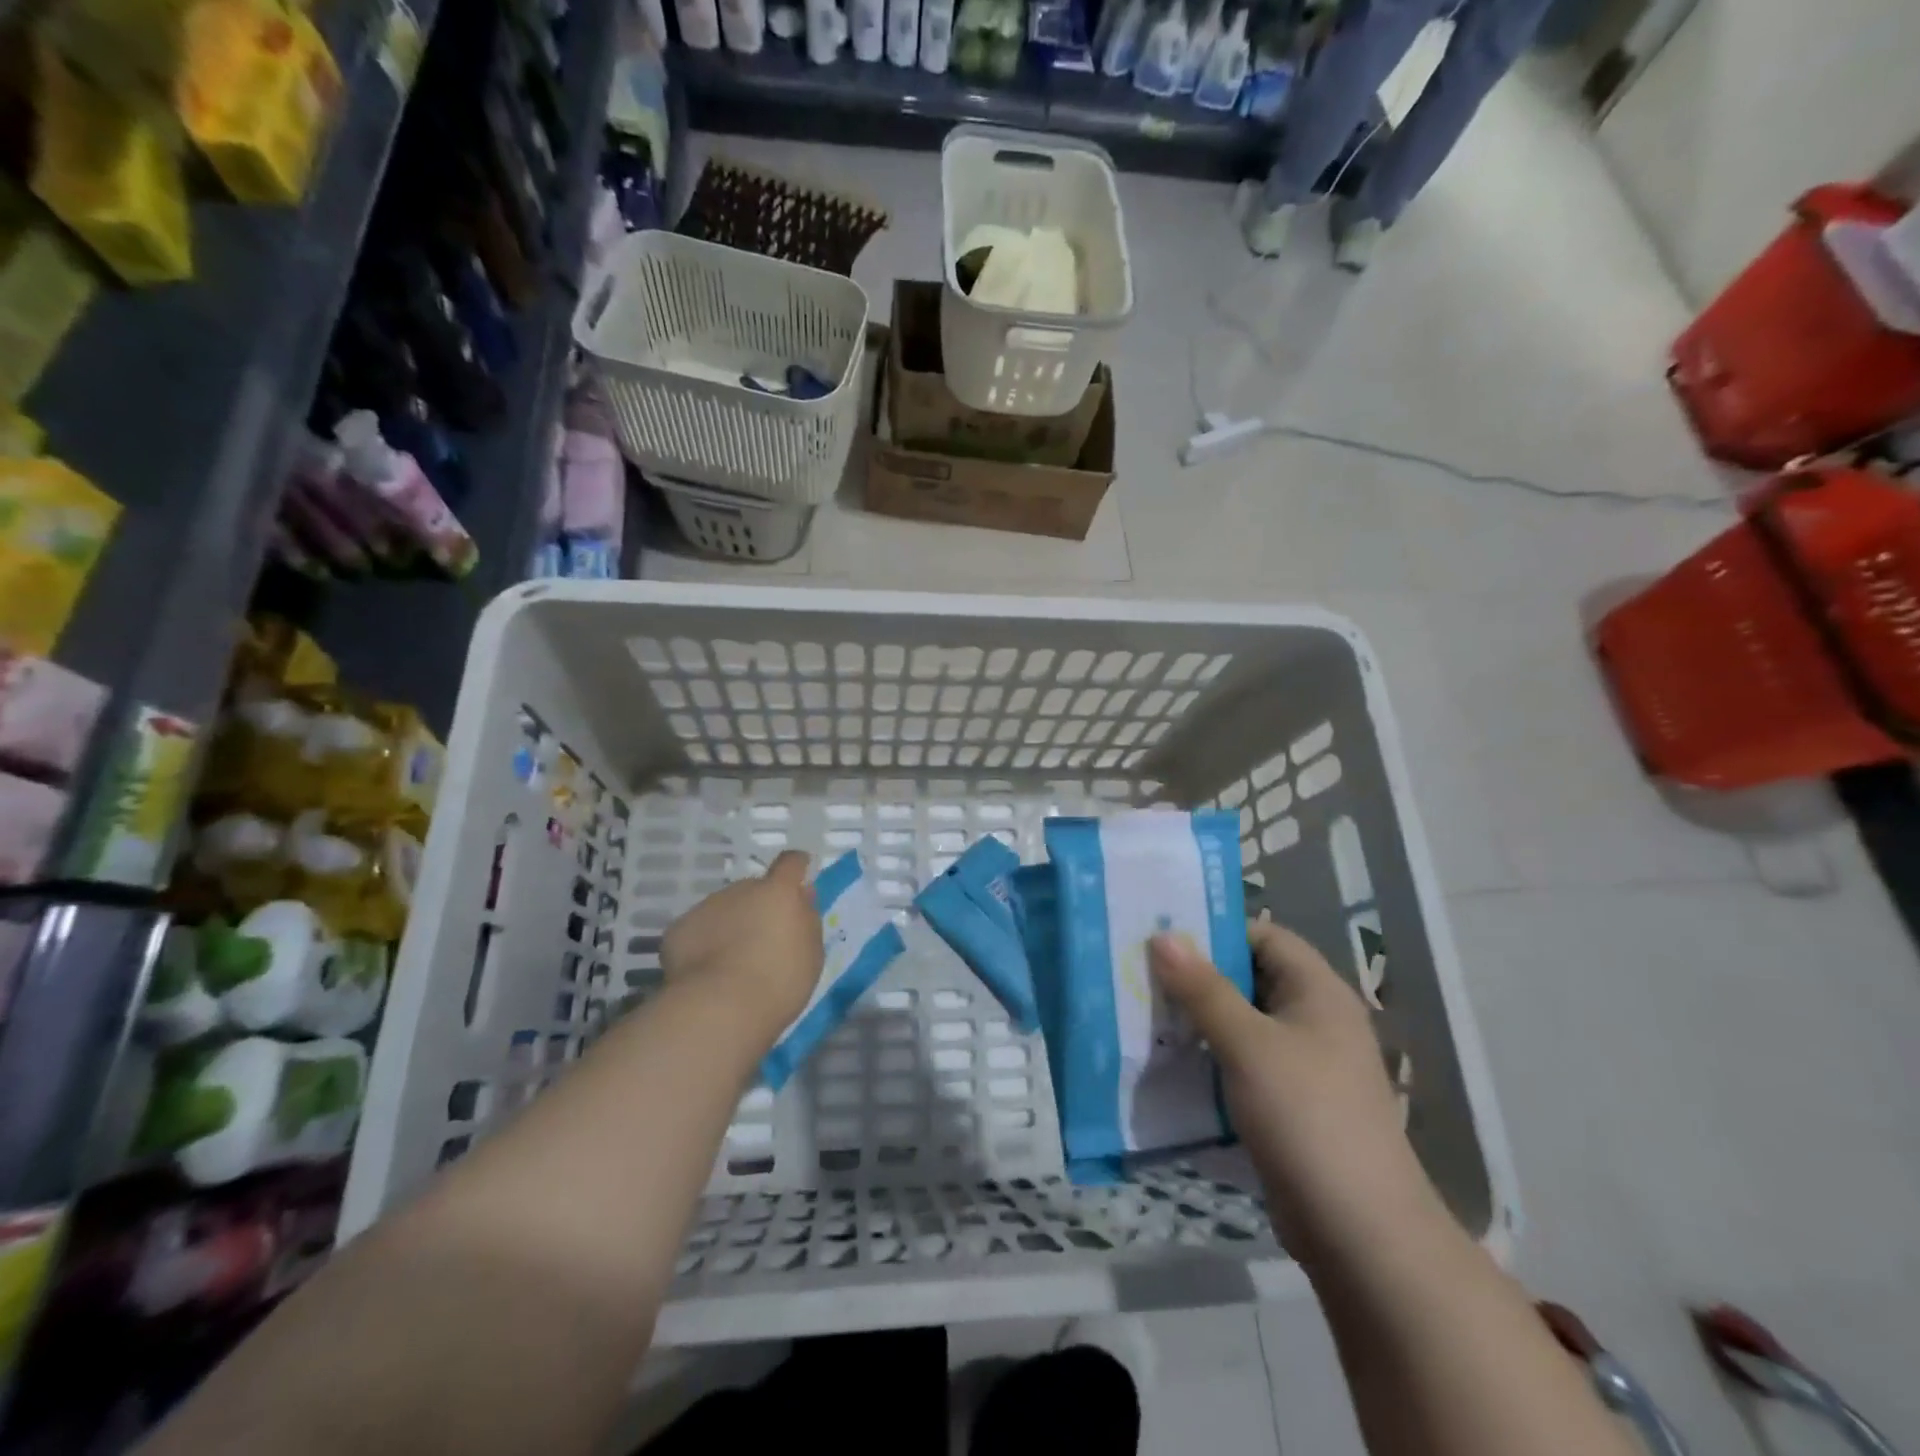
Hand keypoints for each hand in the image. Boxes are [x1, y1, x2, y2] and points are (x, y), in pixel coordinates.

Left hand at [662, 850, 823, 1047]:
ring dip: (729, 926)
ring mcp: (706, 907)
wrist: (720, 1008)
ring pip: (723, 910)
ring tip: (730, 963)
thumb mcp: (811, 952)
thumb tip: (800, 897)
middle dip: (758, 908)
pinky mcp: (679, 929)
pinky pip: (697, 931)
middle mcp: (741, 890)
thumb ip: (805, 918)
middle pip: (753, 891)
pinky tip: (705, 973)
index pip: (791, 864)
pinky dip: (702, 945)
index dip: (796, 867)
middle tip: (761, 941)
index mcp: (779, 892)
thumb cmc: (779, 981)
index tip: (799, 874)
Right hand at [1149, 919, 1435, 1254]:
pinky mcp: (1287, 1103)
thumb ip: (1203, 989)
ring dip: (1197, 1019)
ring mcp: (1302, 1064)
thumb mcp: (1248, 1045)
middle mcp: (1313, 1019)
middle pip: (1248, 978)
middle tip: (1140, 972)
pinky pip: (1241, 1062)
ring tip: (1143, 1012)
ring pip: (1240, 1023)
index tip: (1163, 936)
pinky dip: (1208, 1057)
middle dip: (1196, 976)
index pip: (1263, 936)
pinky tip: (1168, 1061)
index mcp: (1317, 991)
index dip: (1216, 932)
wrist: (1360, 1232)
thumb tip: (1162, 936)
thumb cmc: (1306, 1116)